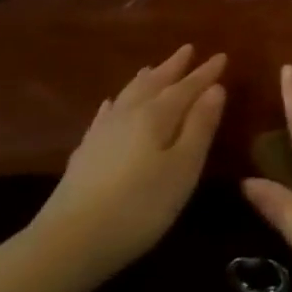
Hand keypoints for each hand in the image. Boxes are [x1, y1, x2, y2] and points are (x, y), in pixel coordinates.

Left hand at [26, 45, 226, 289]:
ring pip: (128, 95)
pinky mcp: (85, 153)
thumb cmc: (141, 205)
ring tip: (154, 67)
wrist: (69, 242)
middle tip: (188, 49)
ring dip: (146, 80)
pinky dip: (115, 103)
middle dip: (173, 67)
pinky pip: (105, 115)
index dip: (206, 73)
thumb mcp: (184, 167)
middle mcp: (128, 115)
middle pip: (154, 84)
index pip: (187, 87)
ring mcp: (102, 133)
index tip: (222, 55)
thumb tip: (215, 88)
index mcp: (156, 116)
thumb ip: (200, 126)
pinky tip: (111, 104)